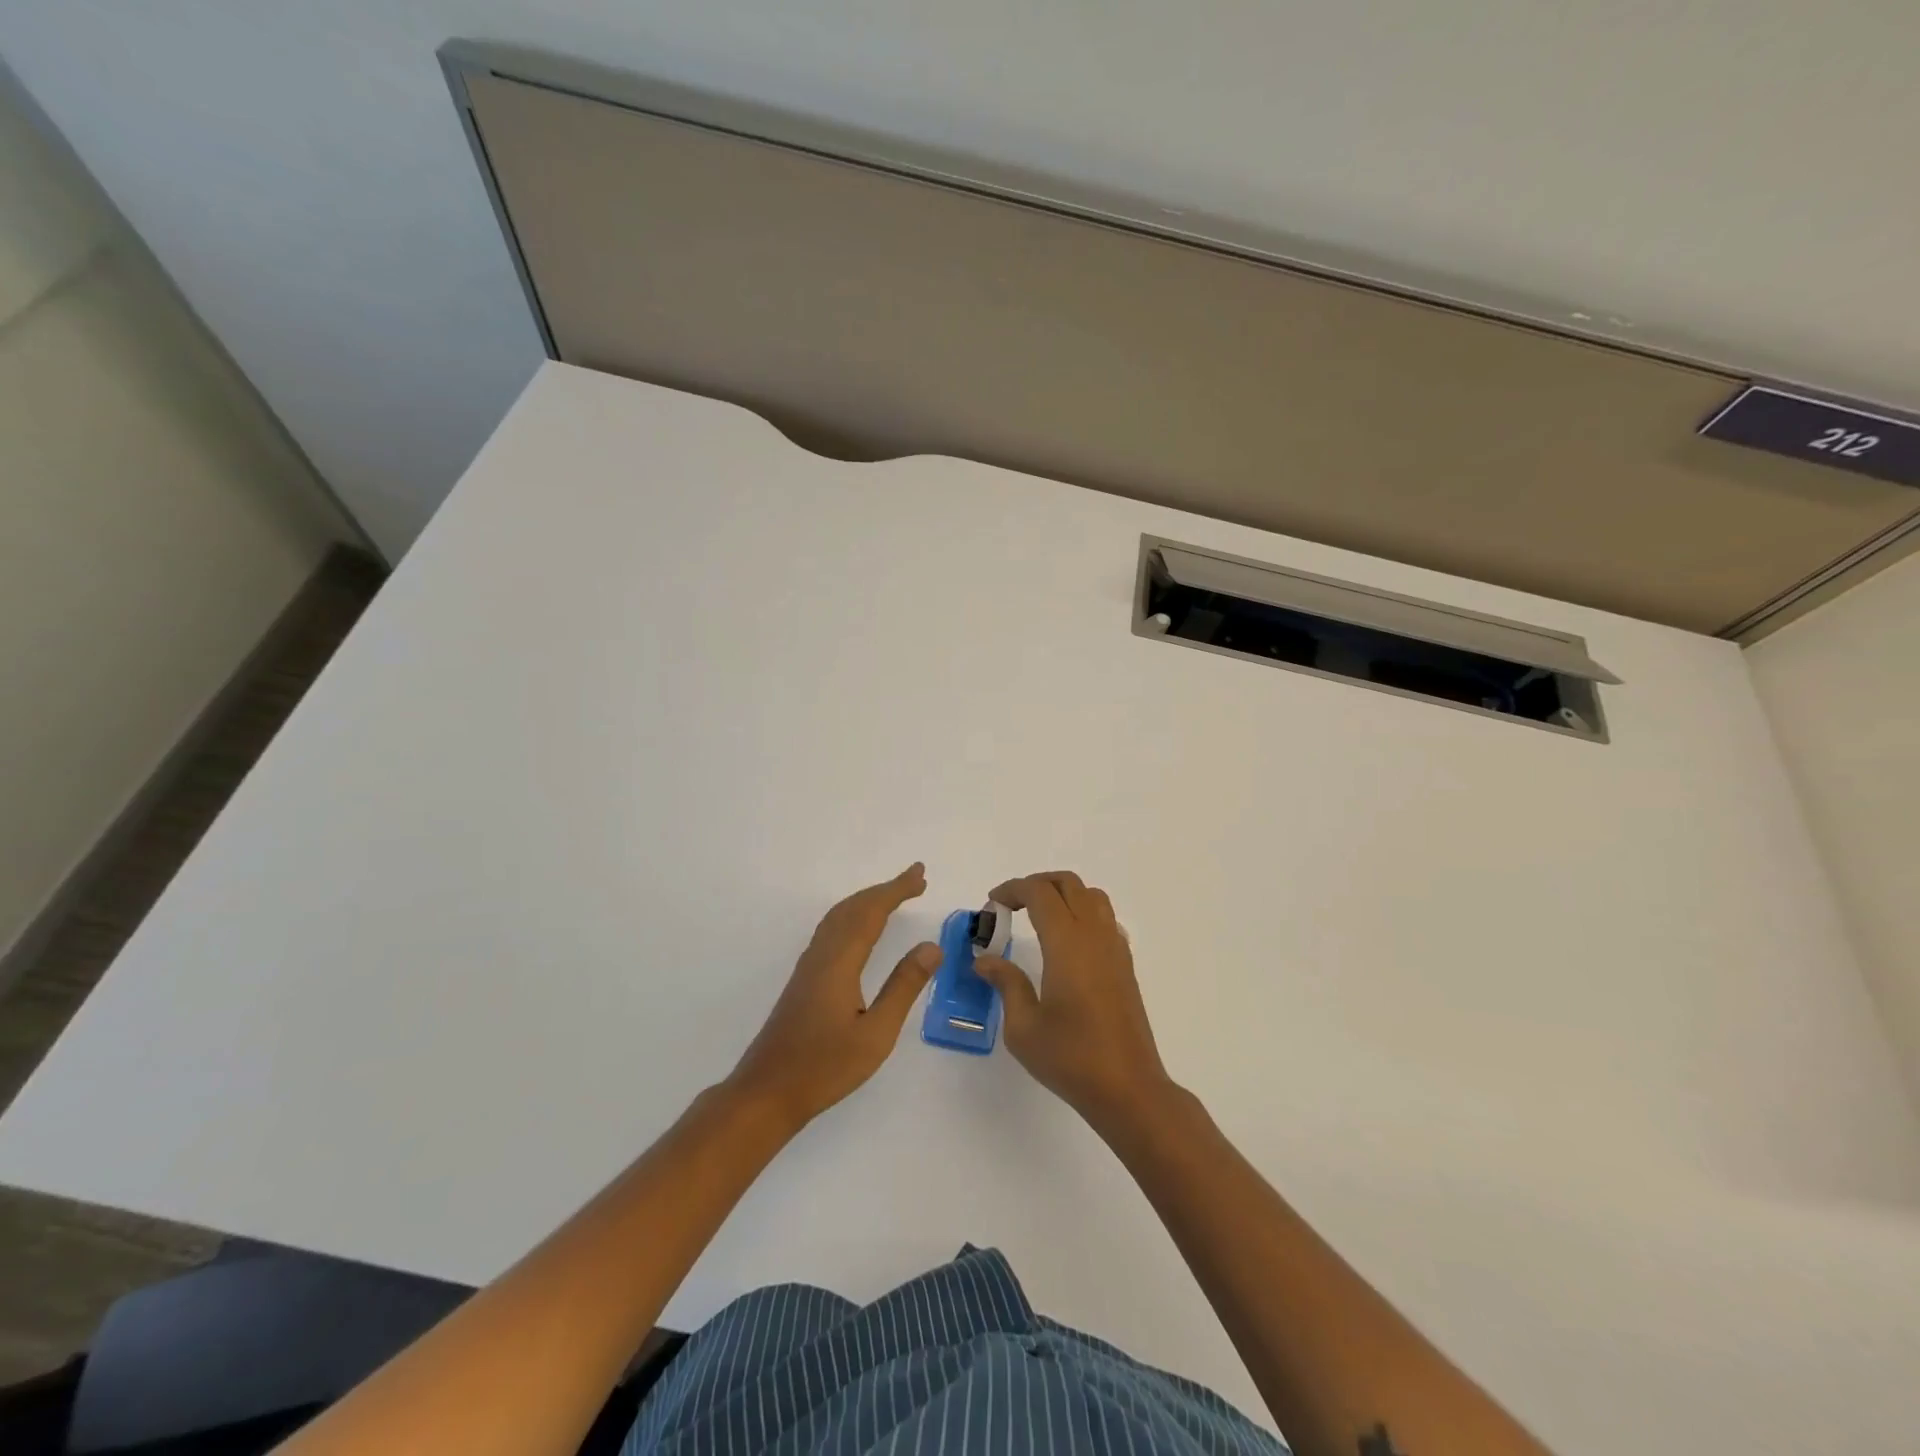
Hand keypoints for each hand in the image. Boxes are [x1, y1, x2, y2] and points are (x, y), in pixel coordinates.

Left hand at [727, 864, 940, 1129]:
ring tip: (893, 897)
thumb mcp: (876, 1034)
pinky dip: (853, 916)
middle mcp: (821, 955)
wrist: (766, 1093)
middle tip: (915, 880)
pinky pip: (831, 930)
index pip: (871, 912)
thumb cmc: (824, 1067)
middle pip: (853, 908)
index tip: (920, 874)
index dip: (896, 889)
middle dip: (884, 890)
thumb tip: (931, 947)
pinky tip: (860, 930)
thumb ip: (903, 987)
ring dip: (867, 901)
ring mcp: (808, 966)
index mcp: (839, 962)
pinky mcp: (804, 980)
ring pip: (838, 917)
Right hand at [973, 871, 1176, 1135]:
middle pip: (1068, 884)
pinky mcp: (1125, 965)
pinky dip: (1082, 912)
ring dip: (1063, 894)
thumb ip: (1006, 984)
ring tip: (1038, 916)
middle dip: (1036, 884)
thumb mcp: (1023, 1027)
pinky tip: (1067, 942)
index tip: (992, 903)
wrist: (1128, 1088)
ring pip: (1091, 896)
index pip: (1040, 893)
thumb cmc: (1071, 1058)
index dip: (1013, 889)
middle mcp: (1094, 936)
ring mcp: (1115, 948)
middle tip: (1010, 905)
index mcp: (1067, 944)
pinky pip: (1105, 918)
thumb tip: (985, 960)